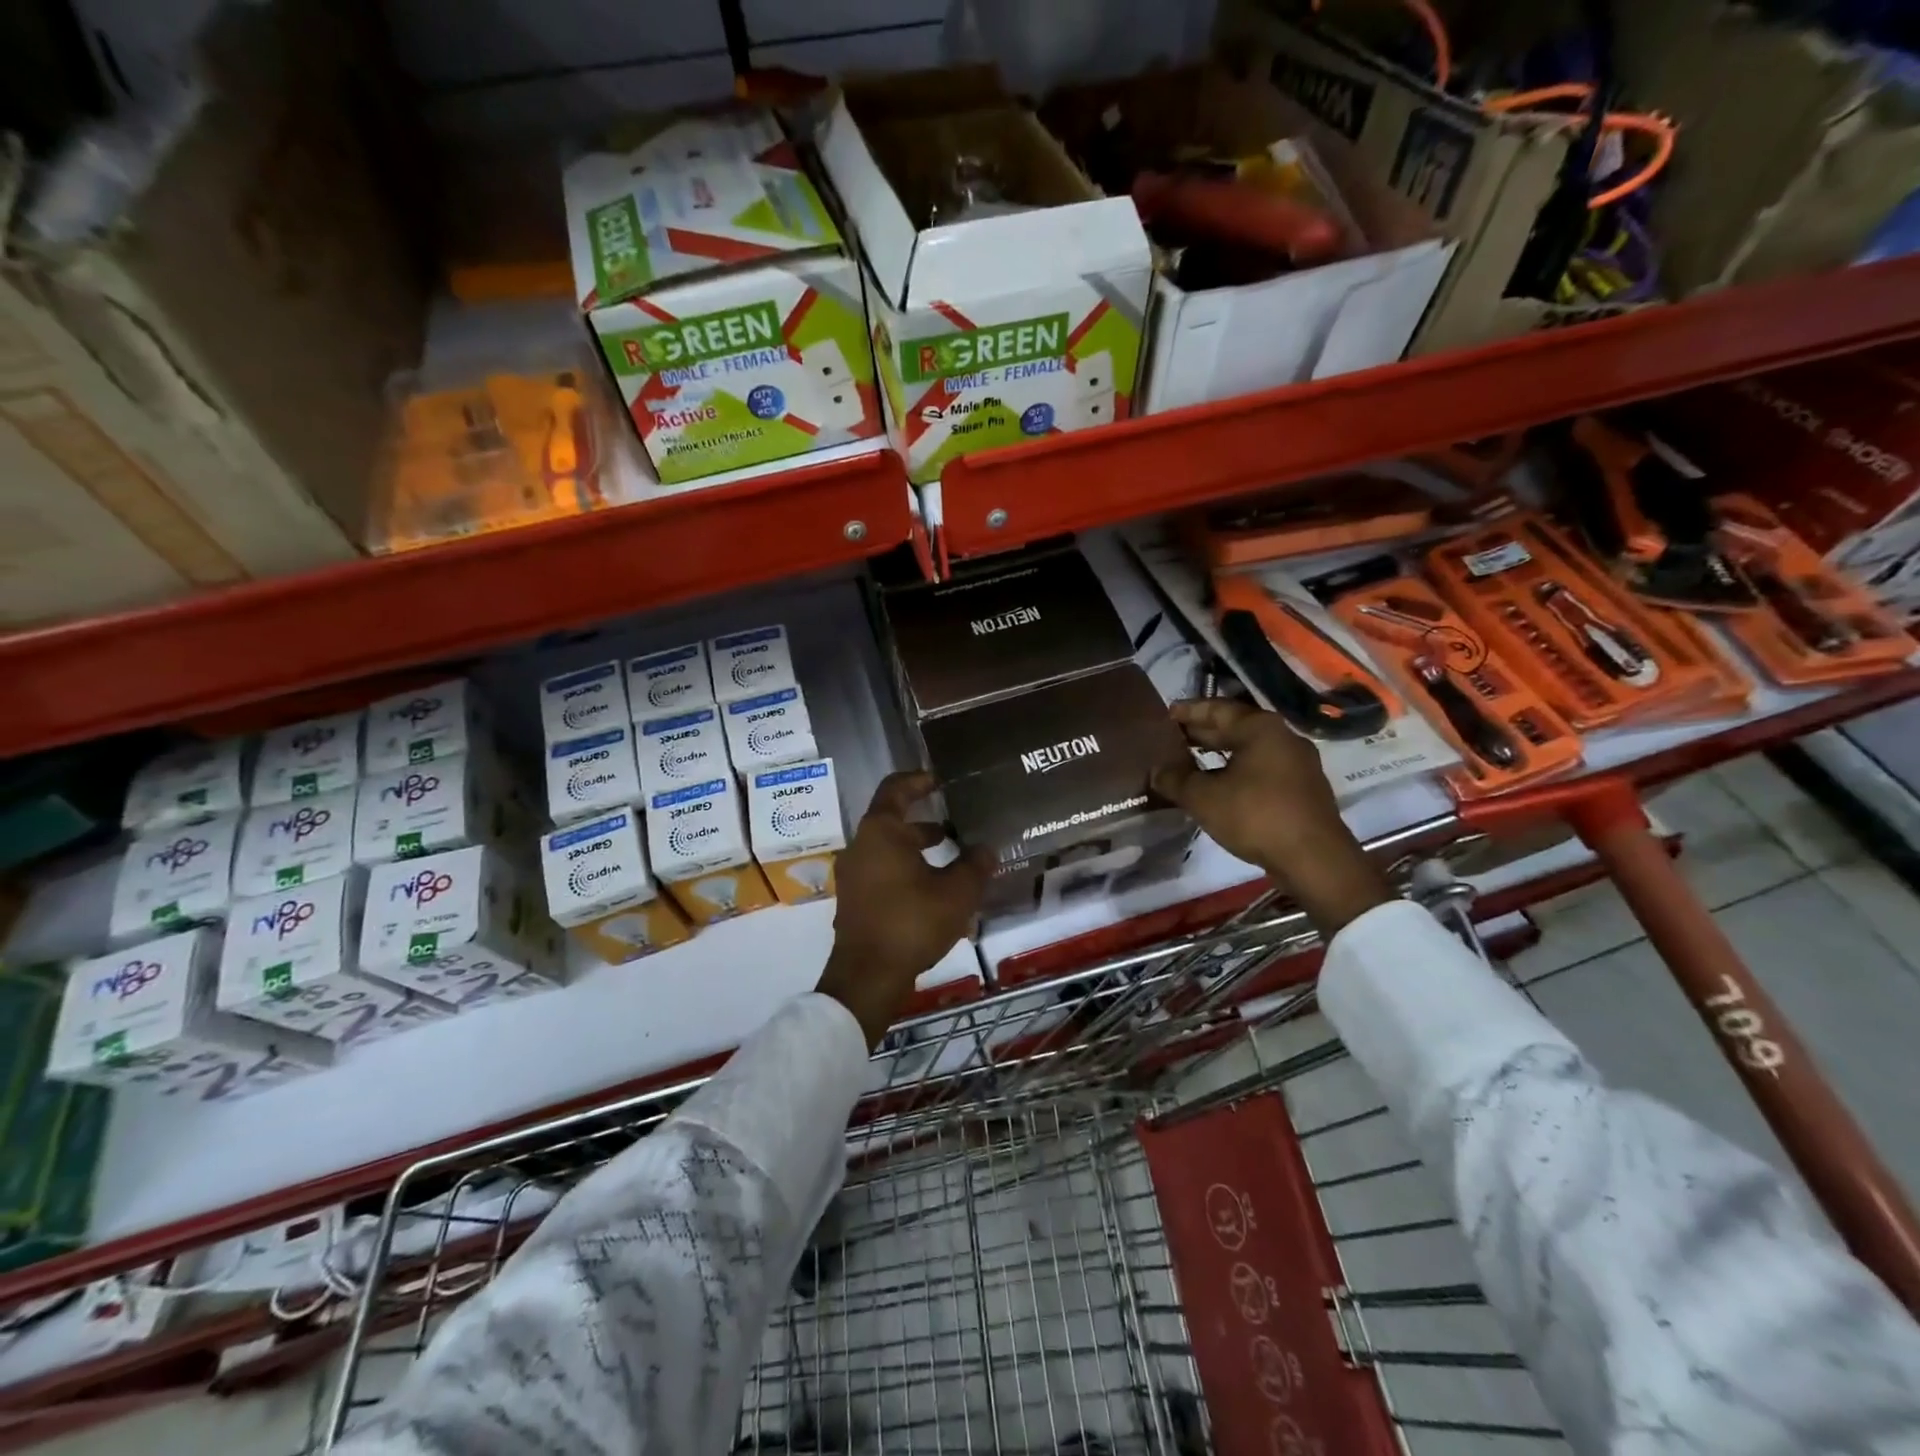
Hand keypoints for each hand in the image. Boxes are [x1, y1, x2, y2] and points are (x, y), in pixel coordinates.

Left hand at [817, 771, 990, 1046]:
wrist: (868, 975)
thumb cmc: (912, 922)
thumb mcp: (956, 892)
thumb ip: (975, 865)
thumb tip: (988, 848)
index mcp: (880, 832)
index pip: (896, 789)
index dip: (919, 780)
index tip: (940, 780)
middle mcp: (861, 846)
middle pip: (892, 820)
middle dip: (926, 821)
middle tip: (956, 823)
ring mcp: (854, 874)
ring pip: (889, 848)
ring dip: (917, 847)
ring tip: (952, 855)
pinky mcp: (855, 899)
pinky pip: (882, 870)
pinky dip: (906, 868)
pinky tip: (933, 887)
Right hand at [1150, 699, 1392, 936]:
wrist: (1314, 859)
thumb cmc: (1256, 816)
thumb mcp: (1204, 798)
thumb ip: (1175, 779)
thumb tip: (1156, 770)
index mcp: (1261, 728)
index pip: (1218, 709)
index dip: (1189, 711)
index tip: (1166, 715)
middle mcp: (1283, 738)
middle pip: (1236, 727)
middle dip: (1203, 732)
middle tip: (1172, 738)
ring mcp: (1297, 764)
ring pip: (1249, 750)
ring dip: (1219, 754)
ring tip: (1189, 761)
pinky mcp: (1302, 789)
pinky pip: (1261, 769)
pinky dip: (1236, 770)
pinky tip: (1218, 786)